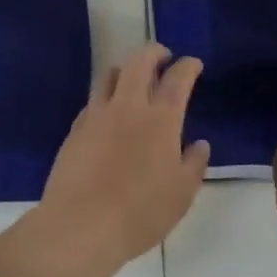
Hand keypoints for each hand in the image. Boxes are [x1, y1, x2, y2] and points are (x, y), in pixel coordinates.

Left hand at [36, 44, 210, 276]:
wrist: (80, 225)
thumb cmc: (139, 212)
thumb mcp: (181, 195)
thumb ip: (194, 164)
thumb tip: (200, 144)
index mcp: (161, 118)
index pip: (178, 78)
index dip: (188, 65)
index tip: (193, 64)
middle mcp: (129, 105)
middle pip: (140, 61)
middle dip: (154, 52)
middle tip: (163, 57)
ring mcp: (98, 113)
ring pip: (111, 72)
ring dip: (126, 67)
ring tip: (132, 77)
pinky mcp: (76, 127)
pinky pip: (93, 99)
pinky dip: (106, 96)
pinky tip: (109, 112)